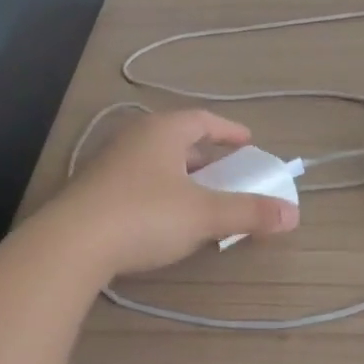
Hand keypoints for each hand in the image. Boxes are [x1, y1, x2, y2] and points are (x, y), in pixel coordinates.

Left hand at [47, 109, 300, 279]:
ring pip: (157, 161)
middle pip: (179, 139)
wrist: (70, 244)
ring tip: (200, 196)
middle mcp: (135, 138)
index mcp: (162, 131)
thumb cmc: (145, 216)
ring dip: (182, 175)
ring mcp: (110, 163)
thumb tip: (293, 214)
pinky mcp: (93, 190)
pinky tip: (164, 217)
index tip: (248, 143)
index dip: (229, 130)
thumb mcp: (204, 215)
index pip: (203, 119)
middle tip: (228, 173)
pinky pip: (138, 180)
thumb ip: (248, 212)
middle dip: (206, 156)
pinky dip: (160, 191)